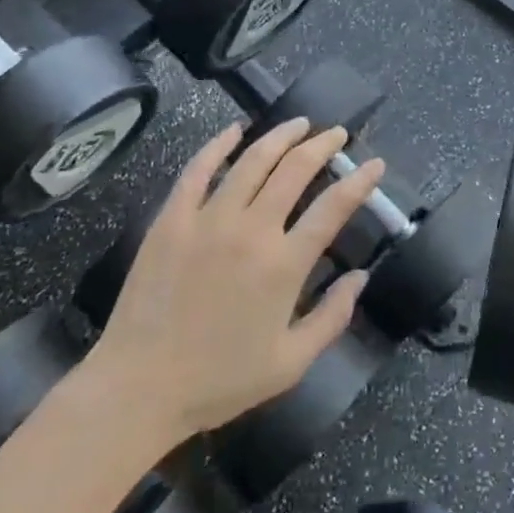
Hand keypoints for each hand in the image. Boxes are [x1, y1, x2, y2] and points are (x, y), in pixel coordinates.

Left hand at [87, 118, 382, 441]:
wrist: (138, 388)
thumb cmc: (220, 381)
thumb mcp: (290, 363)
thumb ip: (332, 318)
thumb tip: (361, 277)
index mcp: (284, 265)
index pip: (333, 207)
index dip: (360, 181)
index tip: (374, 164)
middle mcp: (251, 231)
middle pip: (295, 171)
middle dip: (322, 146)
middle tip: (337, 134)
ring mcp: (208, 220)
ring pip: (252, 161)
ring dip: (281, 137)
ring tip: (300, 124)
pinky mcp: (171, 220)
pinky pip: (198, 170)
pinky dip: (218, 145)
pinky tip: (234, 130)